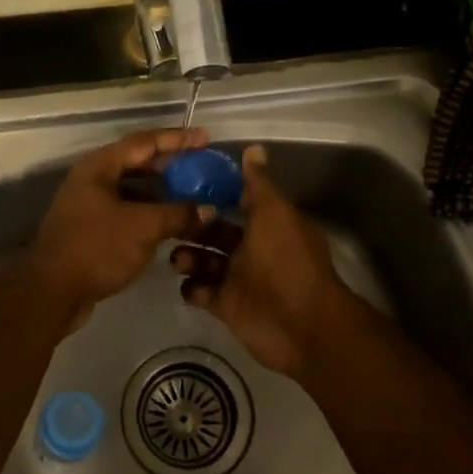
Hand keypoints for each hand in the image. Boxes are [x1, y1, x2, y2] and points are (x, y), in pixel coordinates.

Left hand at [27, 128, 208, 324]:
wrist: (53, 292)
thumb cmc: (97, 248)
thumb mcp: (143, 227)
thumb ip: (178, 213)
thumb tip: (208, 209)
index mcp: (99, 166)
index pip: (144, 142)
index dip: (177, 139)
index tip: (205, 138)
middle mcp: (92, 179)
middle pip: (137, 163)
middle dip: (171, 165)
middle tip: (202, 167)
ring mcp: (89, 204)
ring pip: (133, 189)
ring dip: (162, 191)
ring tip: (193, 194)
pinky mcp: (92, 229)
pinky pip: (127, 211)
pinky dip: (150, 212)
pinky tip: (172, 222)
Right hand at [170, 145, 357, 376]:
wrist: (301, 324)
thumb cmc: (287, 261)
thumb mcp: (274, 214)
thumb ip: (259, 184)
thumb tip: (253, 148)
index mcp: (267, 224)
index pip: (236, 203)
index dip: (213, 195)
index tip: (182, 187)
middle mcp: (253, 249)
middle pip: (215, 233)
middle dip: (193, 228)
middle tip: (171, 225)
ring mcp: (239, 279)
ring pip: (205, 261)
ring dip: (188, 257)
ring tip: (178, 259)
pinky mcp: (227, 306)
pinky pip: (202, 292)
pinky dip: (193, 288)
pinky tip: (190, 286)